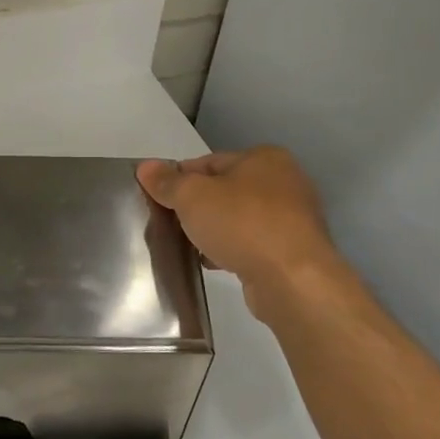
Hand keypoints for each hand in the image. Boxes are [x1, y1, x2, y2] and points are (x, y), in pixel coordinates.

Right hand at [136, 147, 344, 306]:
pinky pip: (252, 244)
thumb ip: (167, 182)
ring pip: (238, 219)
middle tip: (170, 225)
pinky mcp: (294, 251)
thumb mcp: (192, 196)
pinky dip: (232, 250)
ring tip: (189, 246)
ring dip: (214, 230)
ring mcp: (293, 218)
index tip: (159, 200)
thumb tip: (145, 168)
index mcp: (264, 158)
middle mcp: (284, 182)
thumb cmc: (242, 224)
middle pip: (224, 190)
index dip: (179, 179)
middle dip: (196, 207)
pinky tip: (212, 263)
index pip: (208, 162)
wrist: (292, 279)